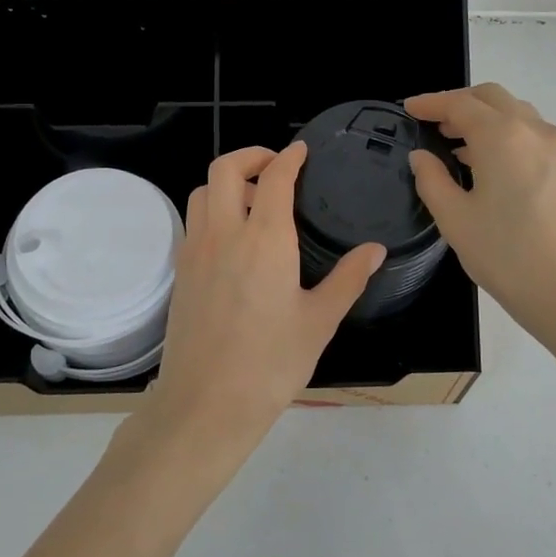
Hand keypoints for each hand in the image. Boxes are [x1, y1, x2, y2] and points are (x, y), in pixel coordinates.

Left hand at [144, 143, 383, 462]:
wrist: (206, 404)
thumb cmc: (271, 364)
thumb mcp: (319, 322)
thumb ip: (347, 279)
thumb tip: (375, 250)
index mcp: (265, 240)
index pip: (274, 178)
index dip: (289, 157)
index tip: (301, 151)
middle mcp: (224, 234)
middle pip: (225, 169)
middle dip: (250, 156)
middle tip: (274, 166)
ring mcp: (196, 251)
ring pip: (201, 191)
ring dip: (225, 181)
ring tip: (251, 201)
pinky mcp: (180, 271)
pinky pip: (193, 221)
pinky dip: (211, 209)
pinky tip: (232, 238)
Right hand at [406, 84, 555, 346]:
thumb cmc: (508, 257)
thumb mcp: (455, 220)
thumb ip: (432, 180)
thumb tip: (421, 156)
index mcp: (502, 136)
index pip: (460, 104)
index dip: (430, 103)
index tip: (408, 109)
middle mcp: (534, 130)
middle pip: (492, 98)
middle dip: (460, 102)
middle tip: (433, 123)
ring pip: (517, 113)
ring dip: (485, 118)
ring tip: (457, 144)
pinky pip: (533, 135)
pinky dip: (506, 135)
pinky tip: (489, 165)